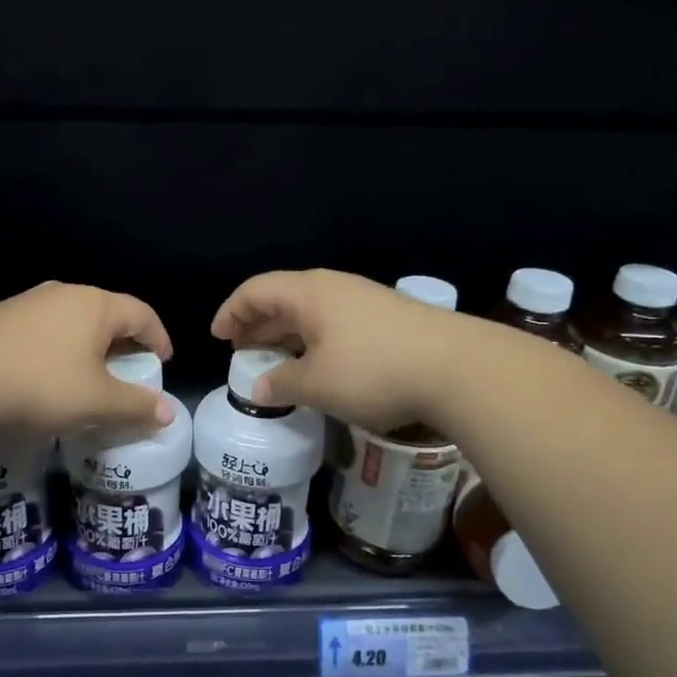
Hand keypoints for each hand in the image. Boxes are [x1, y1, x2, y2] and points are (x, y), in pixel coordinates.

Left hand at [0, 282, 174, 434]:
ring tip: (91, 376)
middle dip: (125, 343)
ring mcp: (31, 302)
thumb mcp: (96, 401)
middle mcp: (66, 294)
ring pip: (75, 320)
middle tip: (130, 373)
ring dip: (91, 346)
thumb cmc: (42, 384)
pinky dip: (62, 347)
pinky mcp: (3, 316)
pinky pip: (47, 328)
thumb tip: (168, 412)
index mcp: (96, 305)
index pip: (142, 314)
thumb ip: (136, 405)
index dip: (158, 338)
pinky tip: (51, 374)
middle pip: (108, 314)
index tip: (163, 363)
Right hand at [210, 269, 460, 433]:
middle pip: (282, 298)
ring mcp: (364, 300)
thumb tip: (258, 388)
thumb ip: (281, 383)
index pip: (255, 290)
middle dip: (257, 325)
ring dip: (287, 335)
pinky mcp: (387, 319)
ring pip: (311, 312)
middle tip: (242, 352)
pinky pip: (334, 323)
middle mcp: (333, 288)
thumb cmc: (373, 371)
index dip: (231, 312)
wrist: (459, 368)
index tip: (217, 338)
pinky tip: (318, 366)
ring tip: (276, 362)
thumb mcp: (317, 384)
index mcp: (308, 293)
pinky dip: (314, 341)